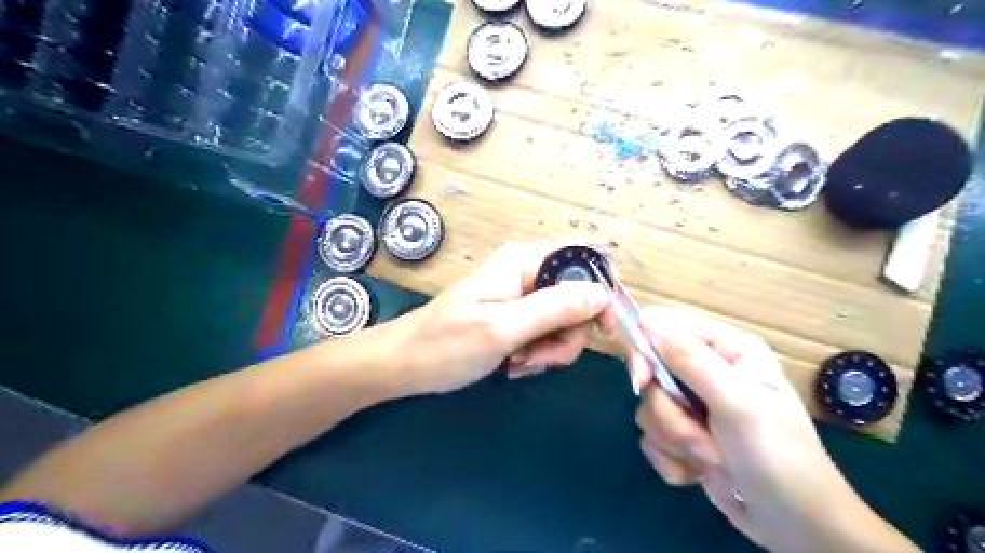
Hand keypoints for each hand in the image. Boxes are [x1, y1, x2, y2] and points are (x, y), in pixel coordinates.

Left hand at [370, 242, 612, 397]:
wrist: (404, 365)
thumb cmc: (446, 344)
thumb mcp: (503, 328)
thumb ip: (554, 308)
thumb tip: (603, 294)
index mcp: (523, 262)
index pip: (582, 258)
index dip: (601, 289)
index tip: (604, 328)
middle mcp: (526, 274)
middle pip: (577, 297)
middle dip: (566, 334)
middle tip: (538, 356)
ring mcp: (520, 298)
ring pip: (563, 322)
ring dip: (549, 349)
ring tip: (517, 362)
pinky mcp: (515, 319)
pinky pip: (545, 335)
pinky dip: (537, 354)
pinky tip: (512, 365)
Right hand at [630, 309, 915, 550]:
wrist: (795, 527)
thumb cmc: (777, 455)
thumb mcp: (737, 403)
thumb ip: (690, 360)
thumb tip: (646, 319)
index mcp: (726, 349)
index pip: (665, 327)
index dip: (645, 349)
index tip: (641, 380)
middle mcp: (706, 371)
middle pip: (651, 372)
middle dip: (668, 410)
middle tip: (691, 431)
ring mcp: (692, 405)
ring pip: (649, 408)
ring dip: (676, 439)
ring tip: (713, 457)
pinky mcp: (682, 435)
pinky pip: (652, 437)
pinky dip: (673, 459)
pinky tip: (701, 471)